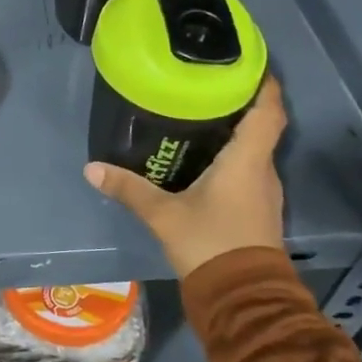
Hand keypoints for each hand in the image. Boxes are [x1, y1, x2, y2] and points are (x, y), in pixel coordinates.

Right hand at [84, 76, 286, 278]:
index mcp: (247, 160)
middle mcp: (263, 170)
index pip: (268, 110)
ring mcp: (264, 193)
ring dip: (237, 132)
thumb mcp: (163, 215)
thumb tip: (92, 169)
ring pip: (255, 150)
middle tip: (208, 85)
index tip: (249, 62)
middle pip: (262, 126)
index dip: (264, 83)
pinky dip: (234, 158)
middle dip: (241, 104)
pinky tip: (206, 160)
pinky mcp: (259, 211)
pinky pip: (250, 171)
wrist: (242, 299)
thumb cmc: (209, 244)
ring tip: (203, 116)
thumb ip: (129, 189)